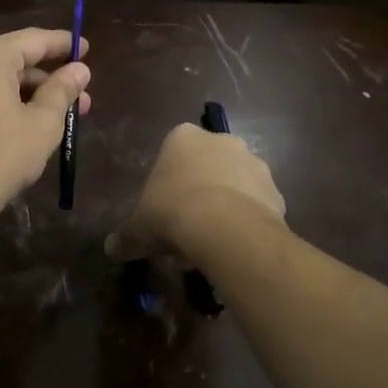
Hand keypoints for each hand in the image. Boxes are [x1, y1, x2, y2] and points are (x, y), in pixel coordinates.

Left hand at [0, 28, 90, 227]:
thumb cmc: (1, 157)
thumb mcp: (42, 124)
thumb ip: (62, 91)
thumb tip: (79, 70)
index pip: (32, 40)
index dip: (63, 44)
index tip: (86, 49)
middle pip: (11, 61)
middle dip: (46, 79)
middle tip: (79, 98)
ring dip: (24, 95)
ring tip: (54, 118)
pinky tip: (18, 127)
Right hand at [105, 123, 284, 263]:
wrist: (225, 229)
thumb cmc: (172, 213)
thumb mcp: (138, 228)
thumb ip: (125, 237)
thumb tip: (111, 249)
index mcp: (183, 138)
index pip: (172, 151)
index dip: (168, 181)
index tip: (163, 208)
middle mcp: (222, 141)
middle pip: (207, 164)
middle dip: (198, 190)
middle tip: (186, 226)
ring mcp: (254, 163)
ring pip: (234, 184)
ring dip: (224, 205)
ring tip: (211, 241)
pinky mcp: (276, 191)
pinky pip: (256, 205)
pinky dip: (246, 221)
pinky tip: (234, 245)